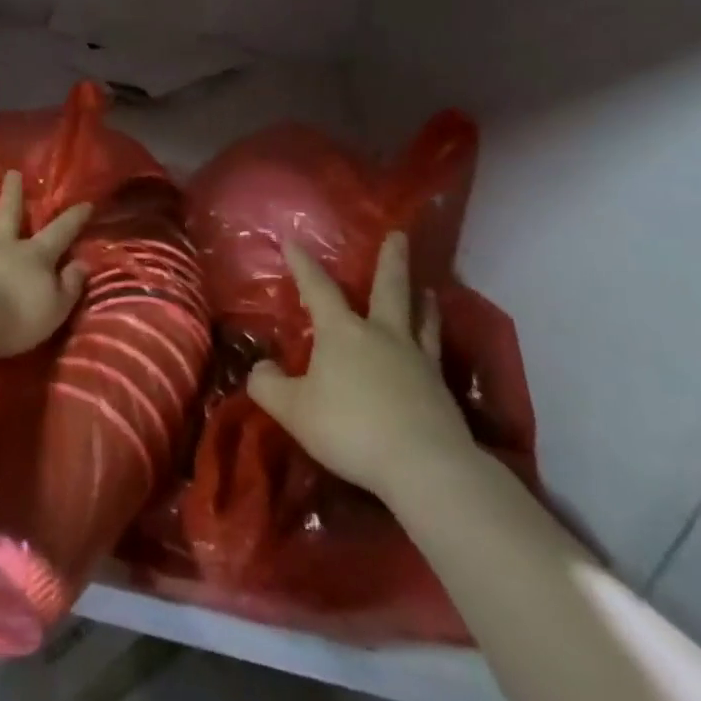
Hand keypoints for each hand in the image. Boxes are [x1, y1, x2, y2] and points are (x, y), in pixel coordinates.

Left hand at [0, 170, 92, 358]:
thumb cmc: (16, 317)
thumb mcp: (55, 308)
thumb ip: (70, 285)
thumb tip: (83, 263)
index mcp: (34, 255)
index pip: (60, 232)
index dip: (74, 218)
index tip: (85, 203)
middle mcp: (1, 245)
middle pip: (9, 212)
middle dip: (13, 192)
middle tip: (12, 173)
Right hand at [246, 232, 476, 498]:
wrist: (424, 465)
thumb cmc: (351, 429)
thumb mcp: (294, 410)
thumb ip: (269, 386)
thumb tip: (260, 368)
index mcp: (342, 332)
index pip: (317, 288)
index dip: (303, 264)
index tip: (292, 240)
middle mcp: (382, 334)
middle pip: (389, 288)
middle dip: (391, 260)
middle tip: (399, 235)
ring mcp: (417, 359)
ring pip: (420, 318)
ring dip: (422, 300)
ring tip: (427, 288)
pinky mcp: (440, 387)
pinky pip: (435, 351)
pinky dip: (434, 336)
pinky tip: (433, 343)